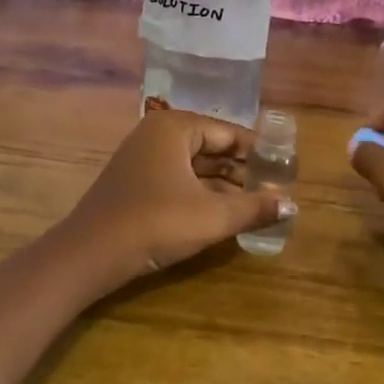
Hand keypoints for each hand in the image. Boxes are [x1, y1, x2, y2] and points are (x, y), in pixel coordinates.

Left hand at [56, 110, 293, 289]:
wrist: (90, 255)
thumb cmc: (156, 223)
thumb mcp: (212, 217)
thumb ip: (254, 208)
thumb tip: (293, 205)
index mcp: (175, 128)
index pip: (229, 133)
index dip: (260, 152)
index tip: (286, 170)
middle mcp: (157, 134)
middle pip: (212, 146)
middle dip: (243, 169)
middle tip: (276, 189)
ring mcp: (142, 158)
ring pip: (194, 165)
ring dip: (224, 183)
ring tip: (257, 203)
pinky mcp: (135, 182)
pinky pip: (178, 178)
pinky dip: (201, 192)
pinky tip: (223, 212)